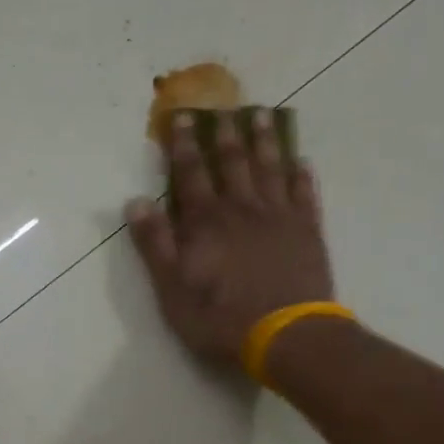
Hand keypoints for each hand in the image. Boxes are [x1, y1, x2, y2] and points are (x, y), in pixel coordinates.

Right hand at [126, 108, 334, 366]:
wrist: (286, 336)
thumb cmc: (221, 318)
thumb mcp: (172, 289)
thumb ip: (155, 244)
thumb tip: (135, 201)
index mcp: (206, 221)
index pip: (191, 173)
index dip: (185, 145)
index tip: (184, 117)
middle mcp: (242, 209)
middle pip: (232, 162)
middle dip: (225, 134)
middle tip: (224, 108)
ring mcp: (279, 217)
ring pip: (270, 169)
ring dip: (265, 141)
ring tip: (262, 116)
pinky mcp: (308, 232)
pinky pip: (305, 195)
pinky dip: (302, 176)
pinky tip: (302, 162)